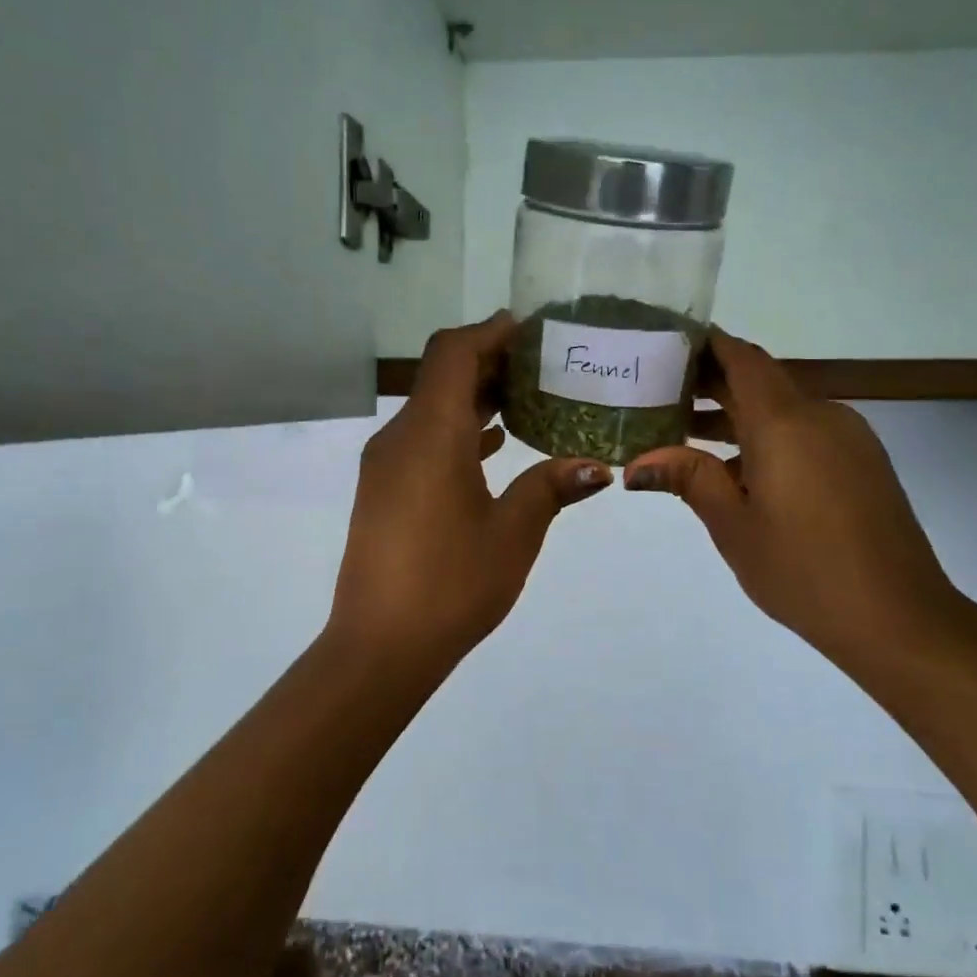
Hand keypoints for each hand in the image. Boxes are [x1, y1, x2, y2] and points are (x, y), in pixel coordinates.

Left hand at [328, 313, 612, 664]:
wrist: (379, 647)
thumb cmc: (451, 584)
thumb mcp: (513, 533)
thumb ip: (551, 488)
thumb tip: (598, 467)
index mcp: (430, 434)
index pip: (453, 353)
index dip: (489, 332)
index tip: (529, 329)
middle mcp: (400, 437)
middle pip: (442, 376)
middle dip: (489, 363)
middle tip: (543, 364)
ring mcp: (386, 465)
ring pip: (432, 409)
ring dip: (475, 397)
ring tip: (529, 398)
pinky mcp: (383, 490)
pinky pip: (424, 440)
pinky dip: (459, 431)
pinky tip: (496, 445)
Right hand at [623, 329, 955, 655]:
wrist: (899, 617)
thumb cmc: (803, 569)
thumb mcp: (733, 525)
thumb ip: (688, 479)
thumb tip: (637, 463)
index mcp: (784, 422)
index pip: (741, 359)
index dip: (706, 345)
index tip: (667, 344)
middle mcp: (820, 415)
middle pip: (760, 380)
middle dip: (712, 381)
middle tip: (660, 391)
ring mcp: (848, 437)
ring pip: (784, 407)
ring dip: (738, 413)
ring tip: (686, 431)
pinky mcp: (862, 462)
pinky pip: (807, 431)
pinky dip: (768, 436)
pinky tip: (738, 470)